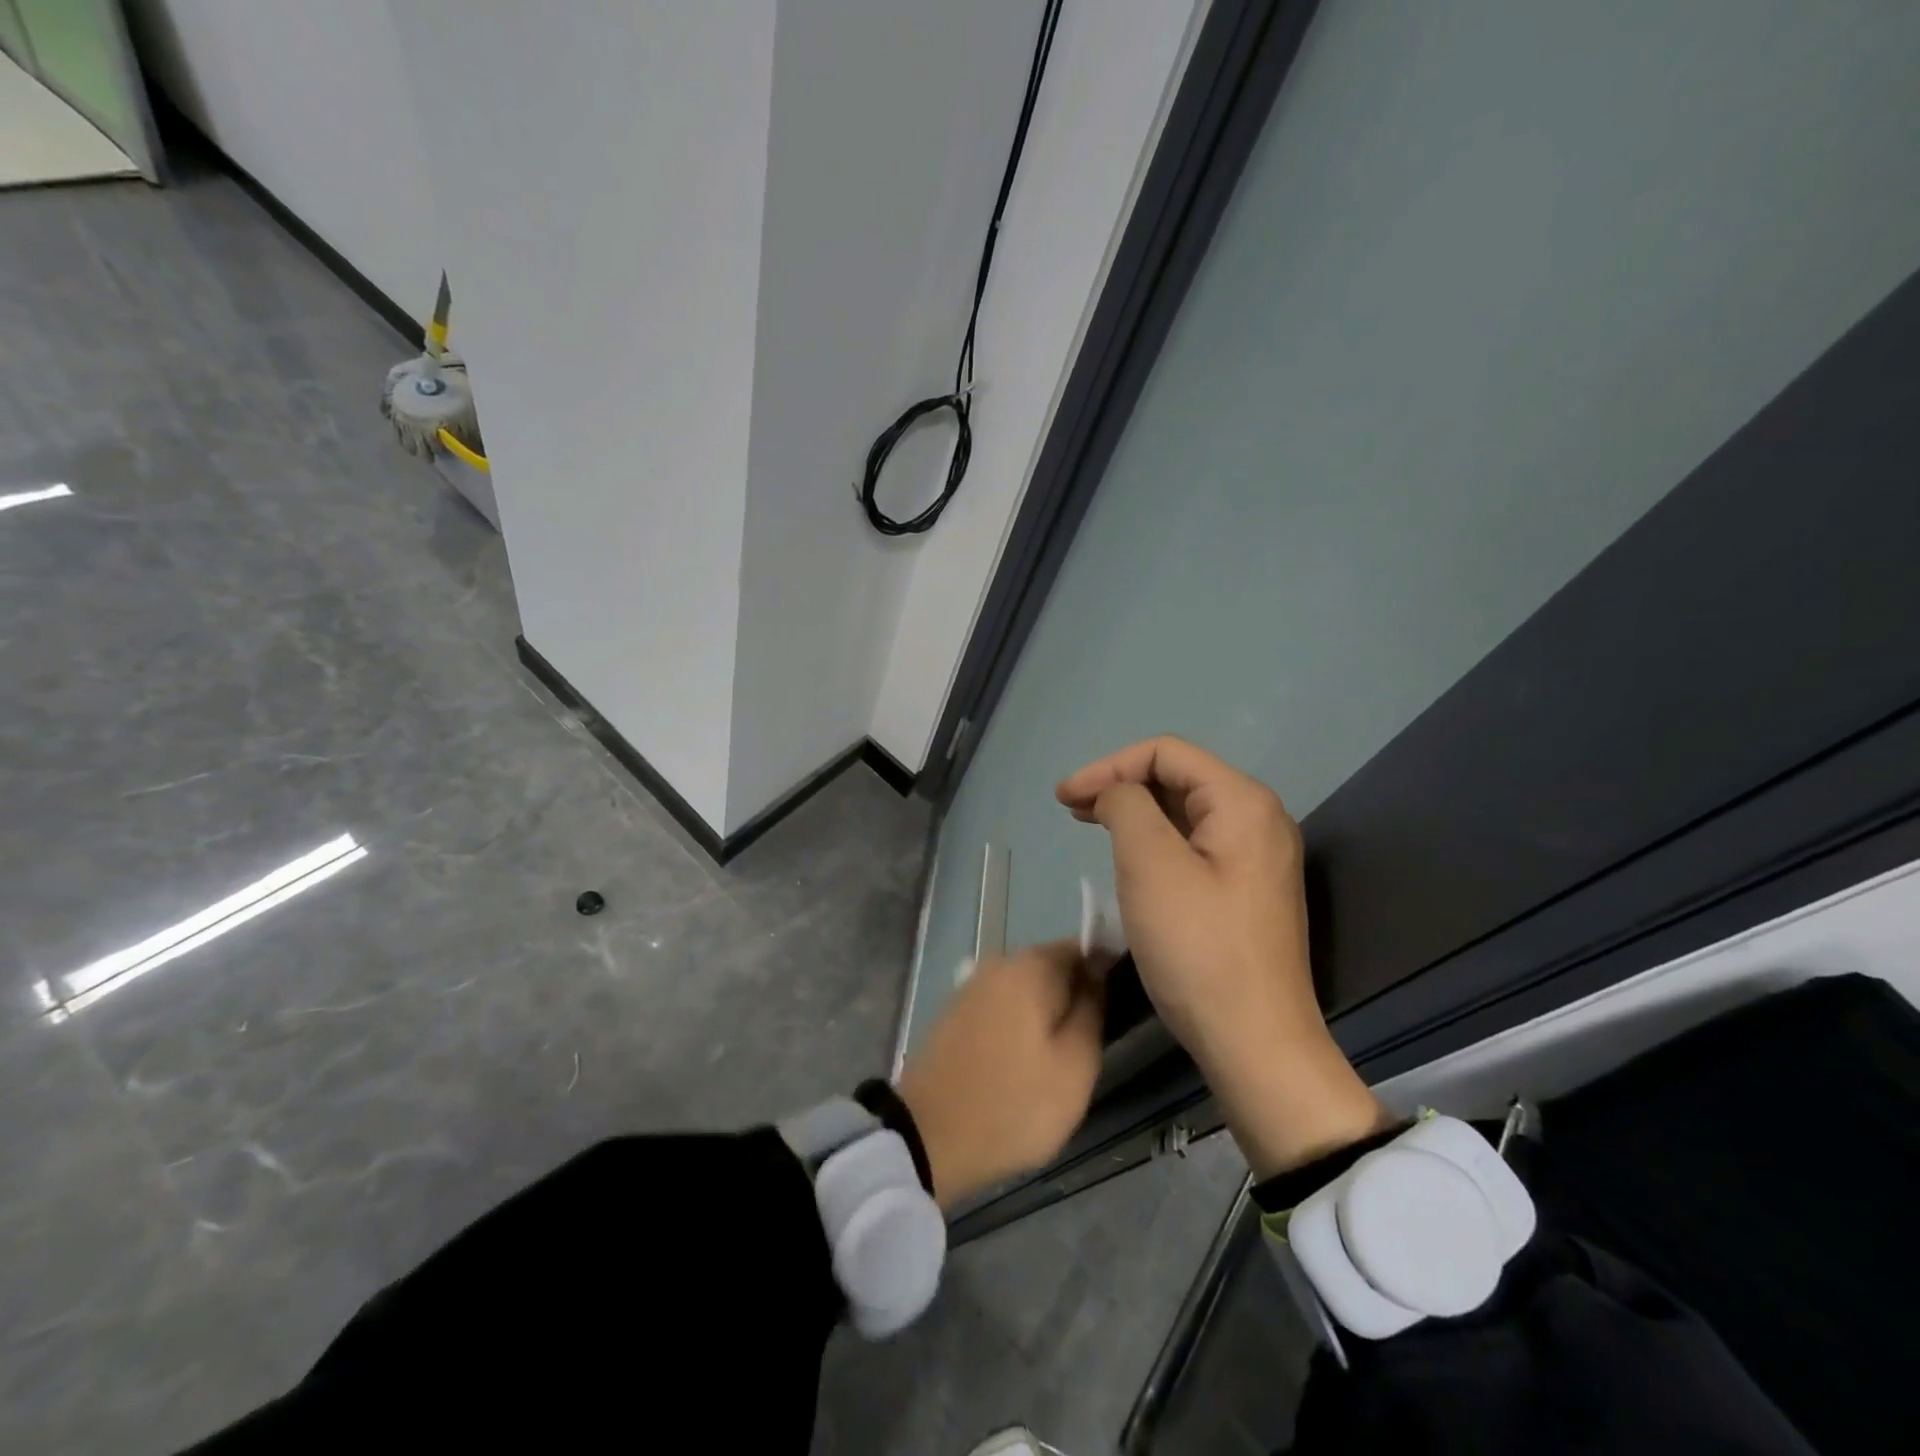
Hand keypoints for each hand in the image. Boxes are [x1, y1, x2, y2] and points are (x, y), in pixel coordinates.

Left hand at [897, 942, 1104, 1208]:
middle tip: (1089, 1048)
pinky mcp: (956, 1013)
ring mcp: (972, 987)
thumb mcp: (1075, 1066)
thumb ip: (1093, 1010)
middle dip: (1074, 999)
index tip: (1116, 1014)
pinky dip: (1019, 1027)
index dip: (1105, 976)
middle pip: (1053, 968)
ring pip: (1027, 991)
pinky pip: (1003, 1008)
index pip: (1082, 949)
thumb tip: (1098, 974)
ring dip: (1046, 1017)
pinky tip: (1023, 1064)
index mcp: (1029, 966)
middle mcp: (998, 963)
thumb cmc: (1013, 1103)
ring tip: (1058, 1062)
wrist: (929, 1136)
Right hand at [1057, 736, 1386, 1177]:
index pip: (1166, 753)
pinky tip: (1127, 855)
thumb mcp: (1150, 865)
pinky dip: (1154, 839)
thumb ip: (1126, 805)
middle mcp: (1258, 820)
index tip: (1064, 797)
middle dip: (1120, 784)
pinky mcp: (1245, 890)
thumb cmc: (1197, 948)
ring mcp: (1256, 857)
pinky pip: (1194, 844)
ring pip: (1184, 812)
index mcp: (1243, 802)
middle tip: (1070, 807)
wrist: (1255, 1043)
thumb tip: (1117, 793)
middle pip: (1178, 777)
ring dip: (1134, 811)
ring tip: (1088, 822)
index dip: (1109, 765)